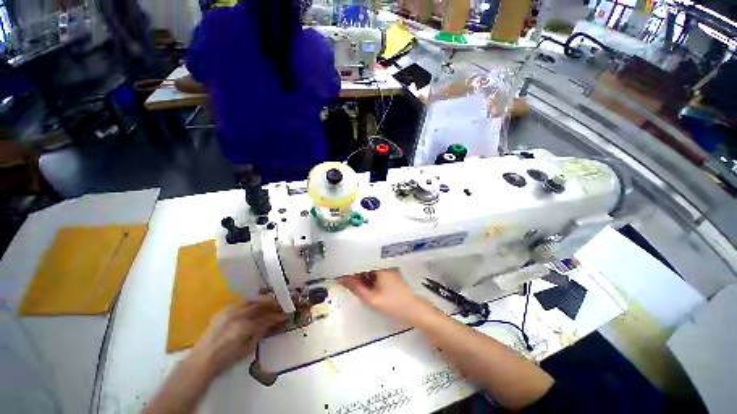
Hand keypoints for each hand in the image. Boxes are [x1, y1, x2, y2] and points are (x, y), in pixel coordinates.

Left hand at [188, 300, 285, 377]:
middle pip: (259, 305)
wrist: (202, 360)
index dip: (277, 316)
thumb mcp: (247, 349)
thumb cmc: (226, 359)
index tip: (285, 315)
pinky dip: (250, 302)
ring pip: (250, 301)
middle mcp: (238, 315)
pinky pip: (240, 303)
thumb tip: (272, 323)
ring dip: (261, 301)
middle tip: (280, 305)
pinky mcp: (223, 311)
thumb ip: (260, 333)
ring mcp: (229, 311)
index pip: (266, 318)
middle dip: (271, 304)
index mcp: (244, 327)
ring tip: (269, 302)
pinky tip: (253, 305)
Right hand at [340, 269, 428, 322]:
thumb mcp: (371, 299)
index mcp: (380, 266)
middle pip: (365, 265)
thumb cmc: (393, 304)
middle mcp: (384, 264)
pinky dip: (368, 278)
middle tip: (343, 280)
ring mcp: (388, 268)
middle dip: (355, 272)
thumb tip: (342, 279)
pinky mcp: (390, 274)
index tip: (339, 273)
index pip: (361, 262)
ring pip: (369, 269)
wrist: (413, 310)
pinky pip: (375, 273)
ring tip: (350, 282)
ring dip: (361, 276)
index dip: (350, 268)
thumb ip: (356, 288)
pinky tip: (362, 285)